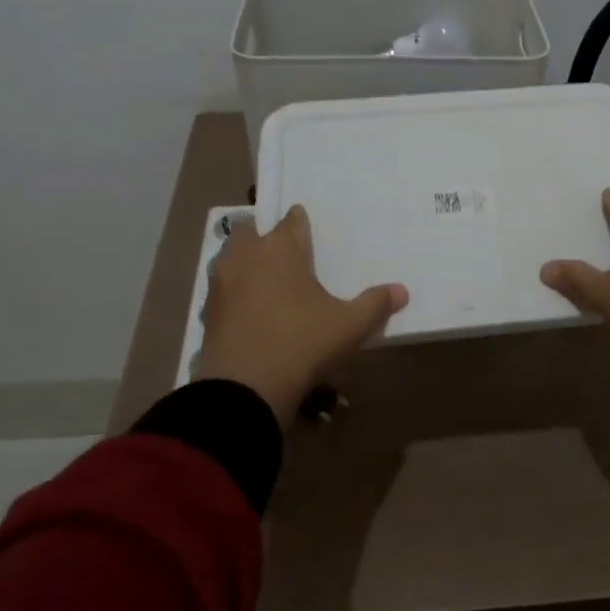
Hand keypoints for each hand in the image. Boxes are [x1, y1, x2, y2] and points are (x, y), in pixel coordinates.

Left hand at [195, 206, 408, 427]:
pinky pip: (222, 290)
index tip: (309, 230)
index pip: (292, 220)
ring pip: (231, 257)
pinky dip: (234, 294)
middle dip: (267, 237)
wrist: (243, 390)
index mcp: (281, 248)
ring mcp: (221, 283)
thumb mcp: (349, 326)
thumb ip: (376, 304)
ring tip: (267, 281)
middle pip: (253, 231)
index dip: (301, 222)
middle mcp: (247, 256)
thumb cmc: (301, 344)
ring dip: (246, 262)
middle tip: (287, 255)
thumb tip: (402, 291)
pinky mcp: (207, 312)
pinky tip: (250, 313)